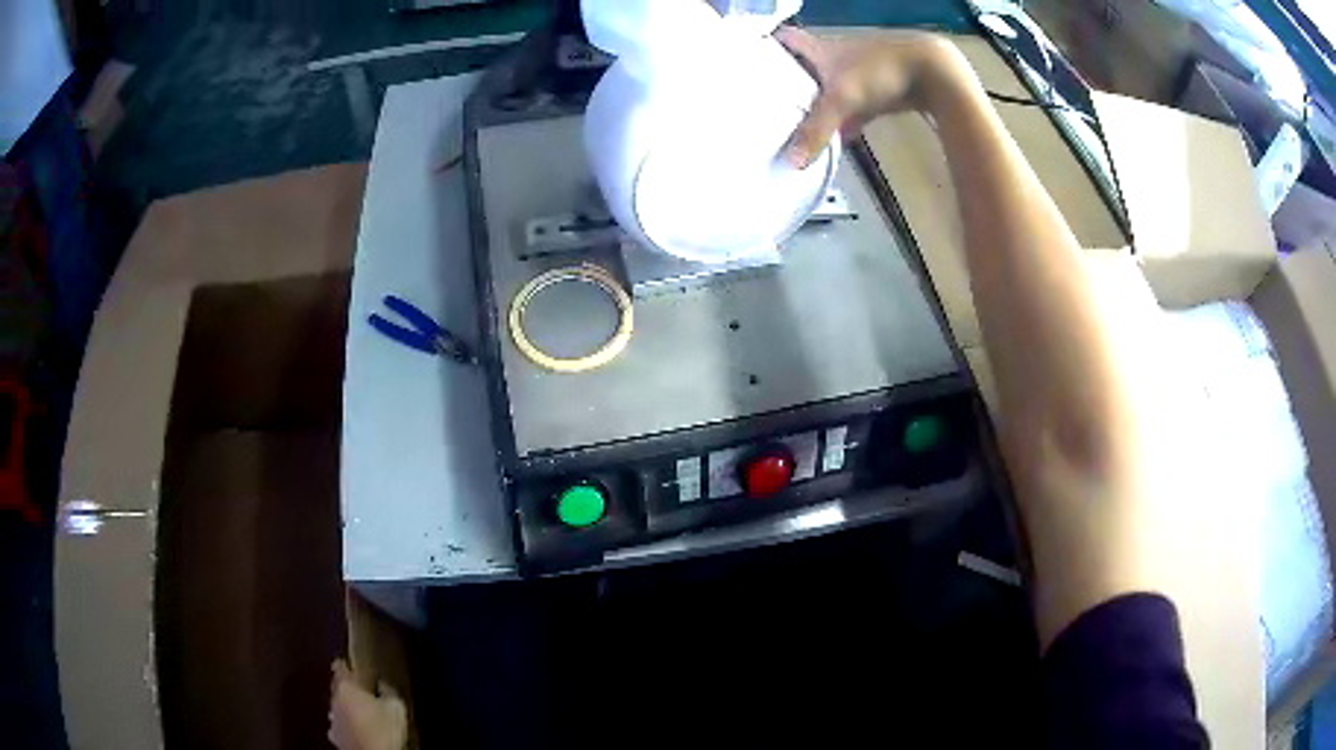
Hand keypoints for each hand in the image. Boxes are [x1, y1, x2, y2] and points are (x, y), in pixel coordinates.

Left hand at [328, 660, 408, 749]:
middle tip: (365, 693)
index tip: (356, 667)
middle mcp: (334, 699)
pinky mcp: (335, 736)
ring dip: (348, 708)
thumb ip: (388, 691)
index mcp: (346, 686)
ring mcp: (332, 718)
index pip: (340, 667)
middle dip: (349, 689)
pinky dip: (348, 725)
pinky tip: (359, 730)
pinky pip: (341, 725)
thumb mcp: (396, 707)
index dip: (348, 666)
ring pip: (339, 707)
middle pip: (339, 688)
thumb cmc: (384, 728)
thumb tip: (382, 685)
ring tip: (364, 713)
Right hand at [777, 27, 972, 167]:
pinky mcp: (879, 92)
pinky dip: (846, 121)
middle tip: (766, 100)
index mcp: (821, 49)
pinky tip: (838, 140)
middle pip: (805, 67)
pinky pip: (854, 107)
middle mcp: (836, 58)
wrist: (932, 73)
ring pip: (829, 89)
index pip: (786, 39)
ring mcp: (859, 75)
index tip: (749, 59)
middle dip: (788, 81)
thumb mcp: (843, 99)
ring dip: (817, 103)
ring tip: (794, 122)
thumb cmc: (880, 72)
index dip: (768, 44)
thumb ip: (816, 129)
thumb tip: (792, 162)